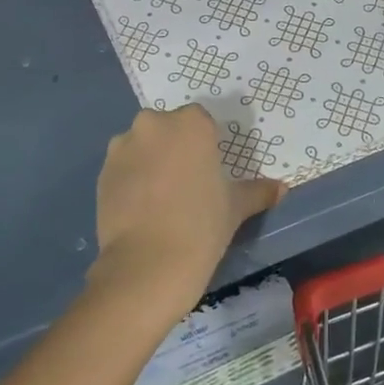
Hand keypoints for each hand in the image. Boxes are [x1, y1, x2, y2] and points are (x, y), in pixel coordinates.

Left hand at [92, 105, 285, 295]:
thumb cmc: (202, 226)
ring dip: (150, 162)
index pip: (201, 121)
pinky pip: (123, 168)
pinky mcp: (102, 172)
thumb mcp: (236, 207)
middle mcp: (153, 124)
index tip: (209, 170)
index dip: (206, 144)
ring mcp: (122, 147)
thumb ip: (257, 191)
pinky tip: (142, 209)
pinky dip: (131, 180)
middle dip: (175, 148)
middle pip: (168, 129)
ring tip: (160, 199)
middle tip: (187, 184)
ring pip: (142, 146)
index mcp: (190, 124)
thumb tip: (281, 188)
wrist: (148, 264)